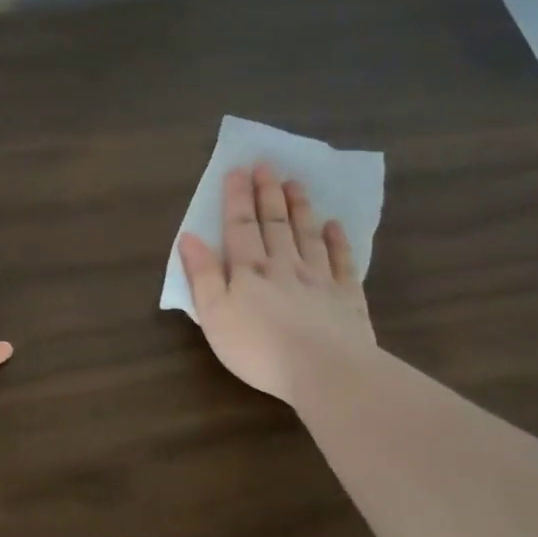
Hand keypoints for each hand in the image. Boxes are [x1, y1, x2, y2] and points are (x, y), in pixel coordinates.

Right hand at [177, 163, 373, 405]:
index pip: (240, 226)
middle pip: (274, 224)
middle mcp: (284, 266)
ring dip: (300, 209)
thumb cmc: (259, 348)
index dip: (236, 198)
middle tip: (267, 165)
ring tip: (295, 184)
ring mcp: (319, 279)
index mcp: (249, 271)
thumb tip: (189, 237)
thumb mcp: (215, 315)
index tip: (237, 170)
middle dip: (267, 193)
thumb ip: (203, 275)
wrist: (324, 370)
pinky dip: (338, 241)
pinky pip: (342, 261)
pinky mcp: (347, 298)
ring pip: (307, 235)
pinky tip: (335, 226)